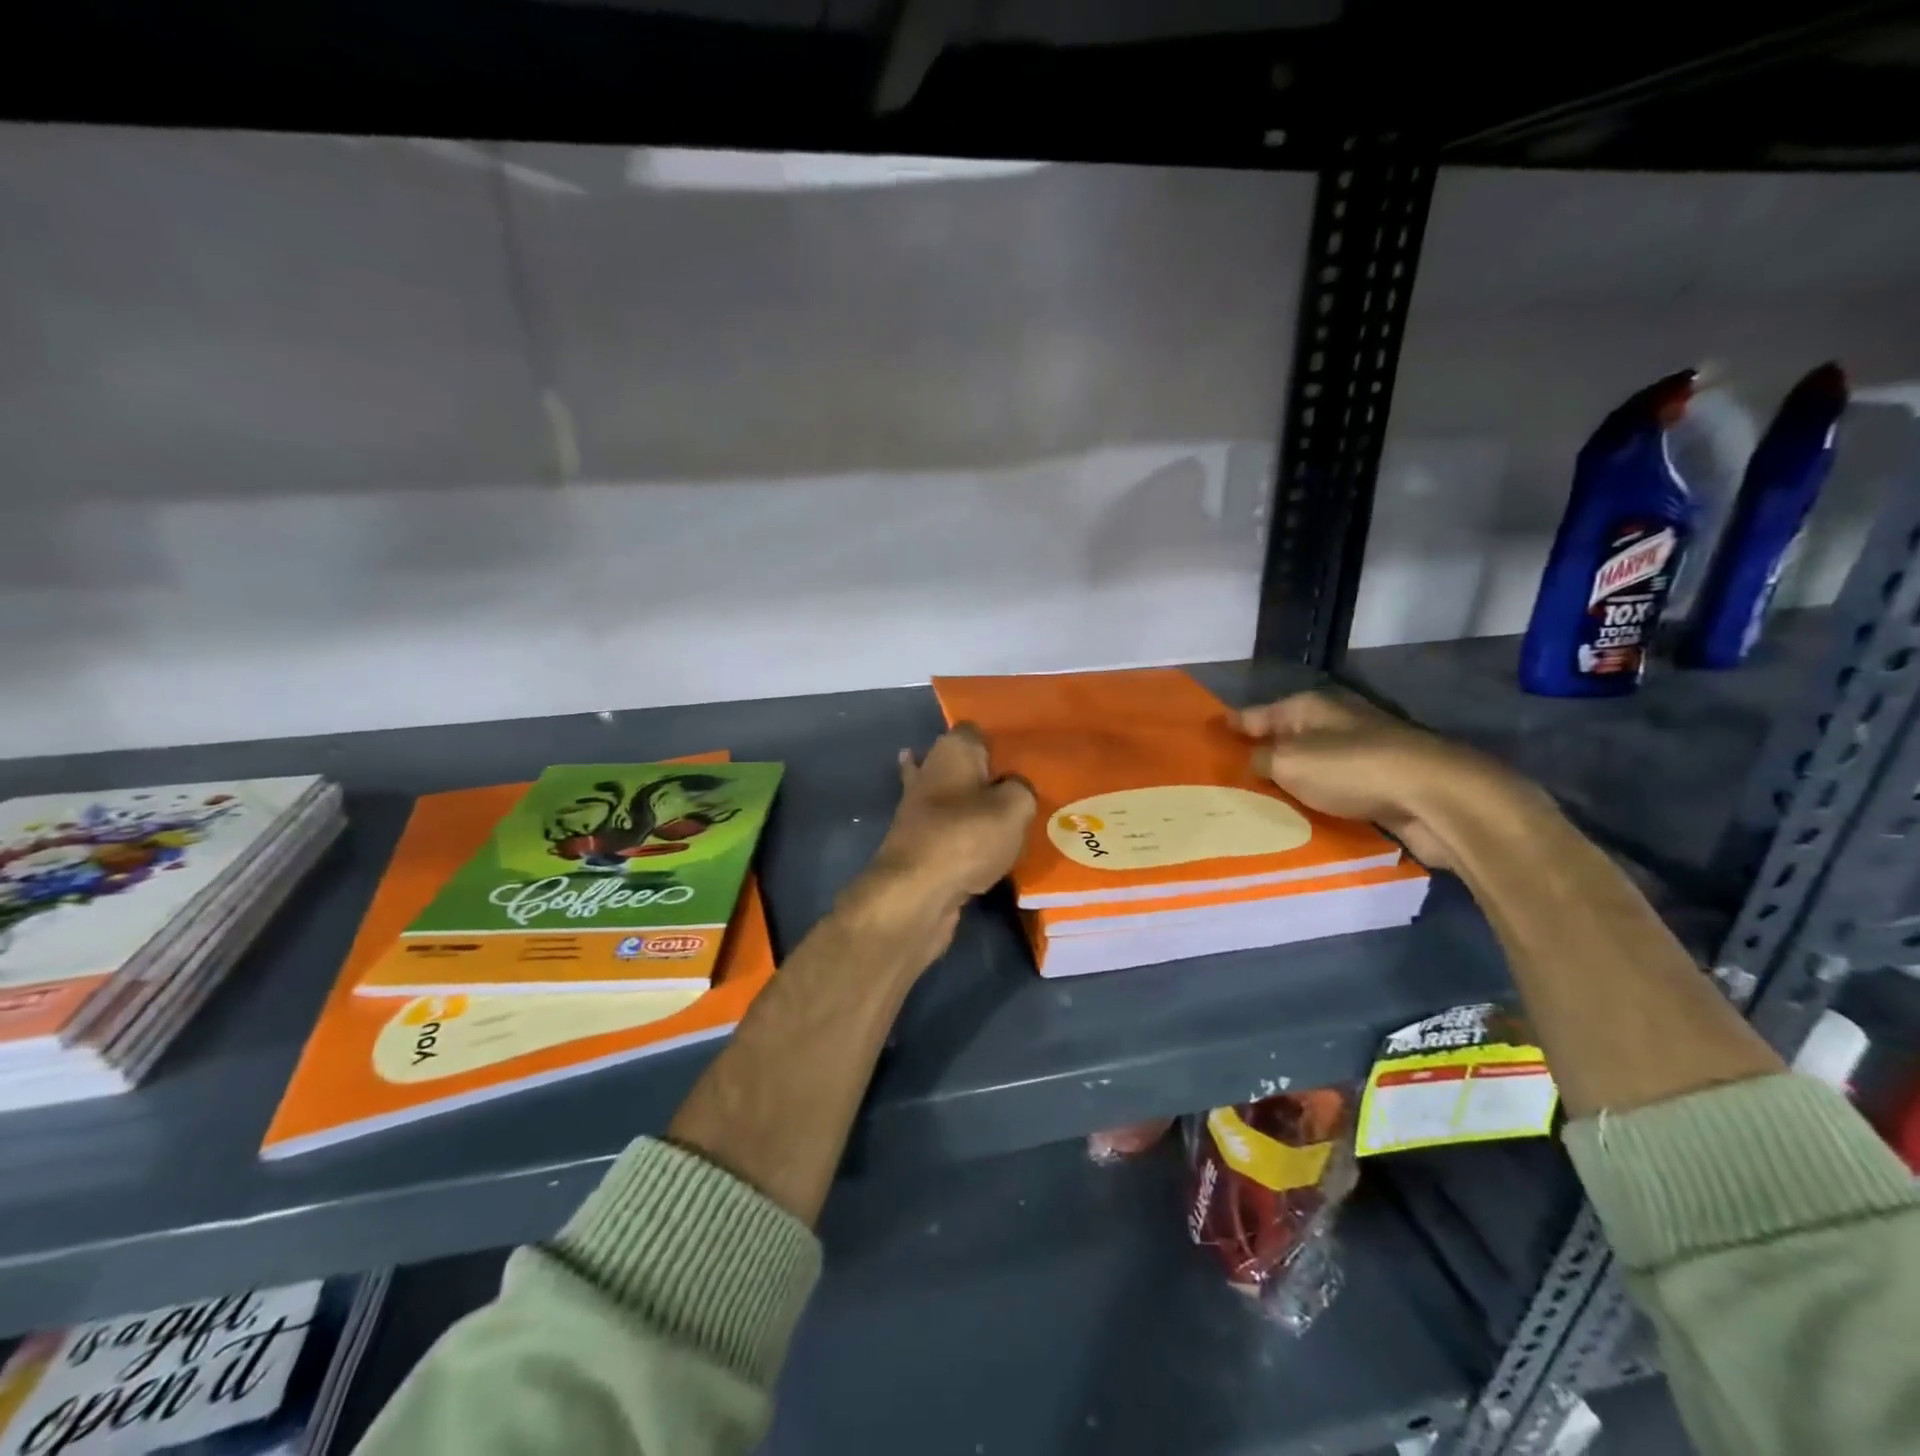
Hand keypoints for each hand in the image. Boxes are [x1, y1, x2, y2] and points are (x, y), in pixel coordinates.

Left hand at [857, 723, 1036, 918]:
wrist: (916, 892)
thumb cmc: (967, 836)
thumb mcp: (1015, 806)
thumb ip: (1022, 789)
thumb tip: (1013, 788)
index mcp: (952, 750)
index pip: (975, 731)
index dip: (998, 741)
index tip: (1023, 757)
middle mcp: (929, 772)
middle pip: (960, 765)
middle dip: (983, 774)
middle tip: (1020, 788)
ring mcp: (917, 809)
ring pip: (951, 798)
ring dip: (969, 806)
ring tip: (1007, 817)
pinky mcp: (917, 844)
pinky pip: (948, 832)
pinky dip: (963, 838)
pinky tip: (988, 848)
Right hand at [1237, 690, 1541, 869]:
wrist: (1435, 799)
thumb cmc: (1352, 769)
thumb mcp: (1290, 761)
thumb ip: (1262, 760)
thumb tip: (1252, 761)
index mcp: (1310, 709)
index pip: (1258, 714)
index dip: (1232, 726)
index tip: (1206, 740)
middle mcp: (1334, 727)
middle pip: (1285, 741)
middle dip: (1258, 757)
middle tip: (1223, 781)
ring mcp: (1360, 757)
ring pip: (1309, 771)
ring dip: (1287, 785)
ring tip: (1252, 806)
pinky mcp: (1379, 789)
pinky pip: (1332, 796)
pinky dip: (1314, 805)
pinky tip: (1295, 822)